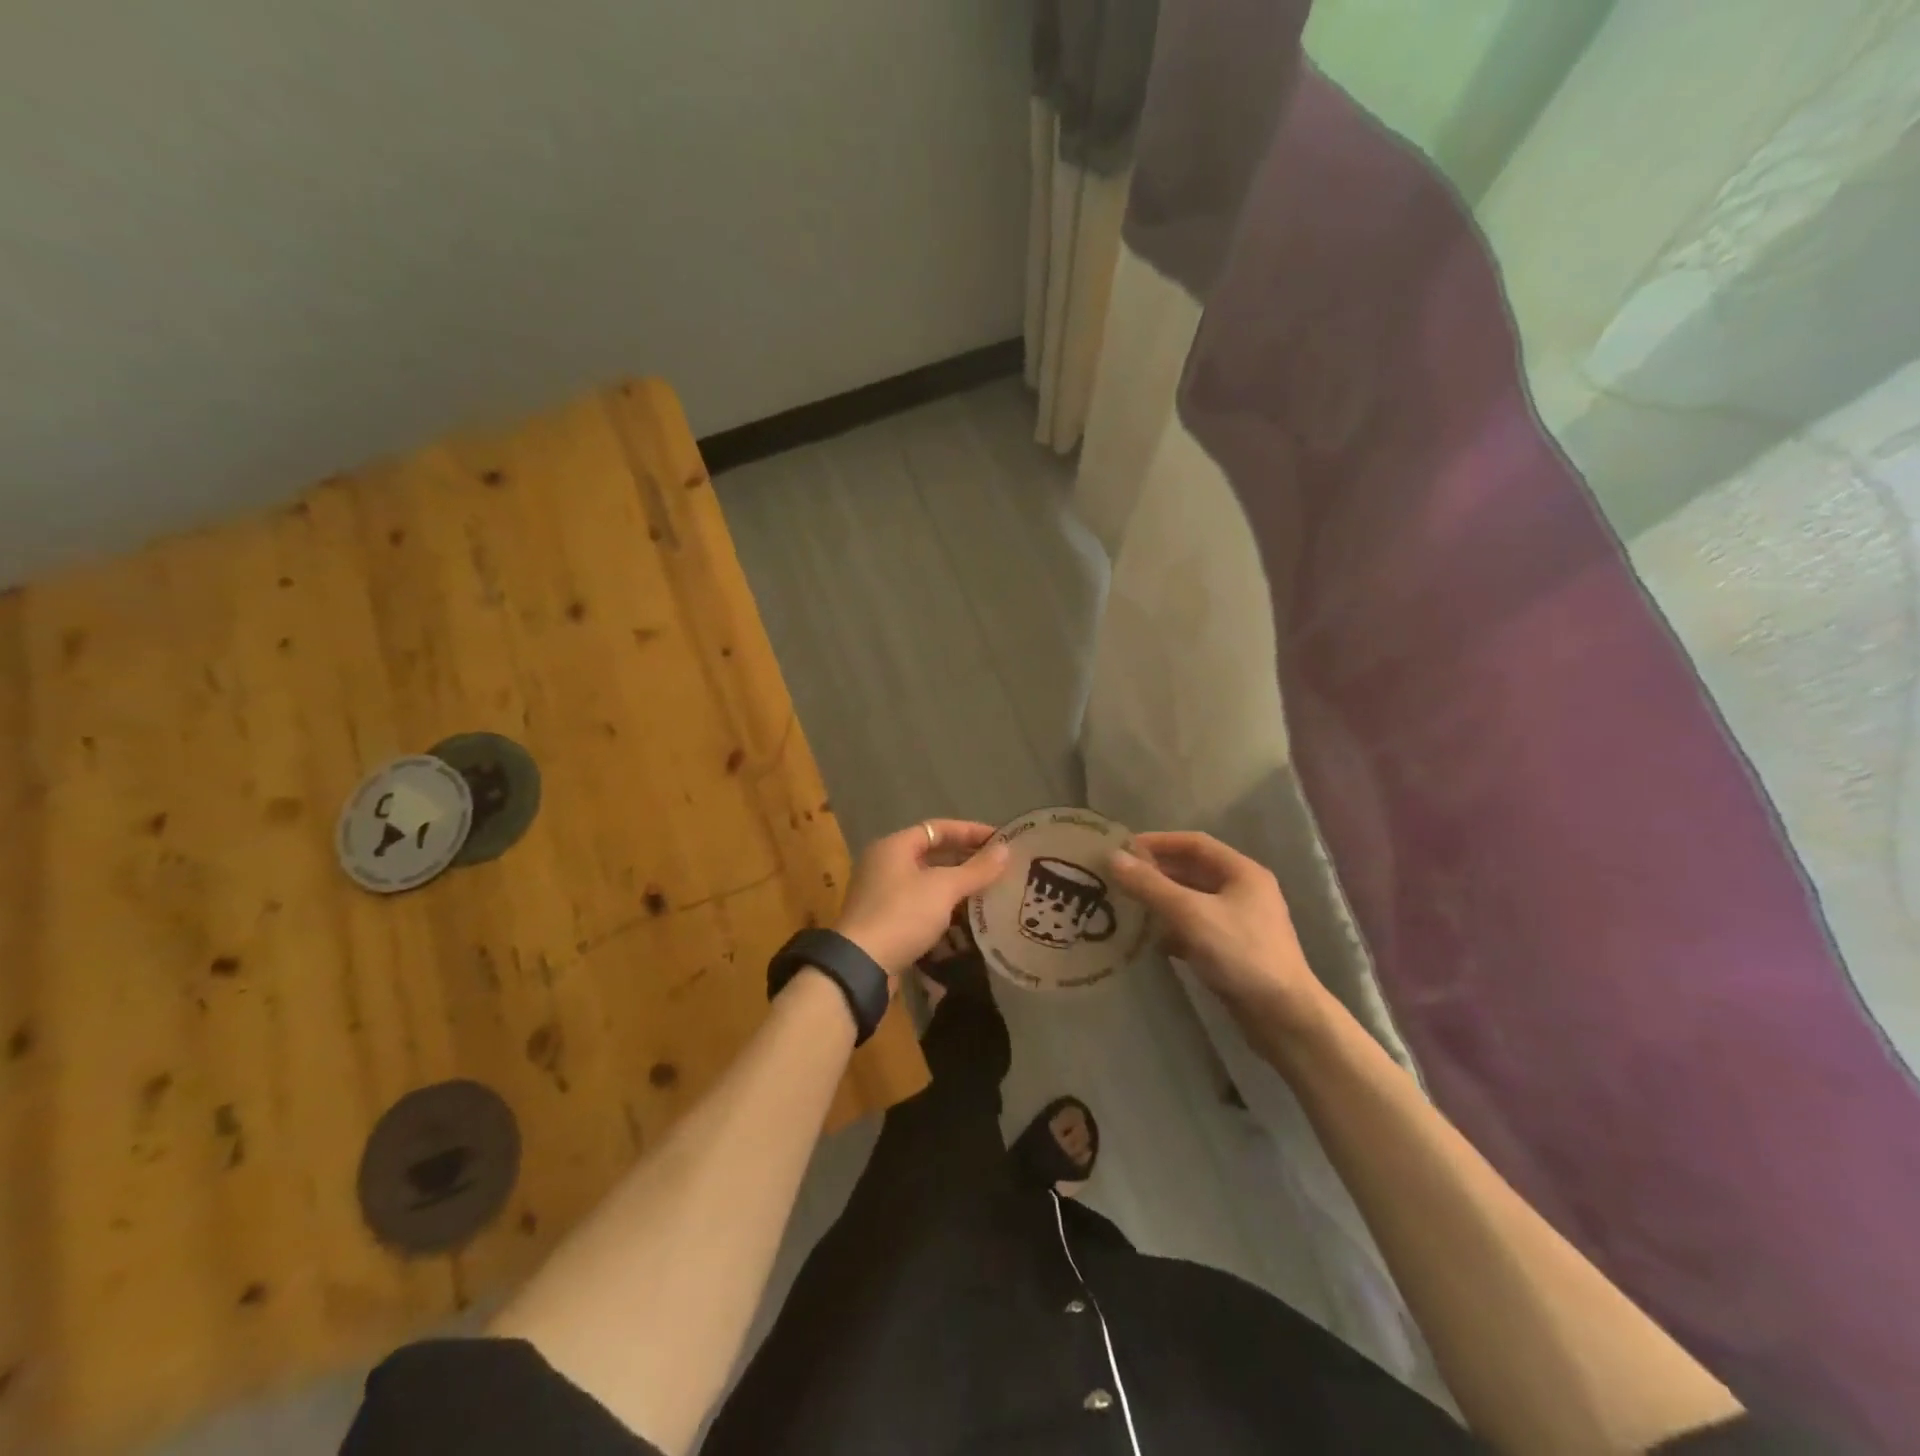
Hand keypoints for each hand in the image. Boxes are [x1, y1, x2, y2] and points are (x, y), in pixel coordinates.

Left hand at [833, 820, 1010, 984]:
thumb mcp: (944, 889)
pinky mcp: (886, 920)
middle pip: (932, 854)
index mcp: (894, 846)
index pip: (938, 828)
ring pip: (927, 881)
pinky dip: (943, 906)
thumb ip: (976, 869)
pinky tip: (967, 917)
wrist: (861, 966)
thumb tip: (1006, 849)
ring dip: (956, 885)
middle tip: (999, 867)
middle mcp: (884, 864)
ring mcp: (883, 894)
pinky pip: (921, 904)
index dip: (970, 831)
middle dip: (966, 860)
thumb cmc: (902, 915)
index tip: (1000, 840)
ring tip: (990, 890)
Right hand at [1109, 831, 1332, 1037]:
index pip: (1194, 843)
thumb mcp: (1190, 914)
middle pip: (1193, 871)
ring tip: (1127, 904)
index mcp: (1242, 872)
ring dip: (1161, 900)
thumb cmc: (1241, 954)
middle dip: (1156, 872)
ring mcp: (1240, 922)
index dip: (1158, 842)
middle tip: (1119, 877)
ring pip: (1193, 901)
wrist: (1285, 1017)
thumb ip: (1150, 885)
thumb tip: (1112, 857)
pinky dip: (1172, 928)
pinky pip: (1196, 928)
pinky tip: (1149, 939)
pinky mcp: (1234, 950)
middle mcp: (1244, 891)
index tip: (1123, 849)